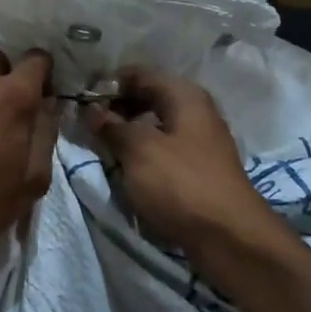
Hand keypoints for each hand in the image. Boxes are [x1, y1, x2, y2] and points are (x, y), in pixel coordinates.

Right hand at [84, 68, 273, 256]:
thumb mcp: (139, 150)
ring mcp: (199, 142)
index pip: (139, 74)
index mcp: (185, 96)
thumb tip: (91, 110)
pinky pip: (162, 149)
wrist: (229, 238)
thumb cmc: (181, 184)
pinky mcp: (197, 169)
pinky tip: (123, 166)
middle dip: (116, 107)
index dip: (108, 83)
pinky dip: (141, 152)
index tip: (80, 98)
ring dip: (127, 132)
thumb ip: (112, 126)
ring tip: (99, 144)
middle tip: (86, 123)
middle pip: (148, 97)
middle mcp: (195, 112)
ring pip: (154, 125)